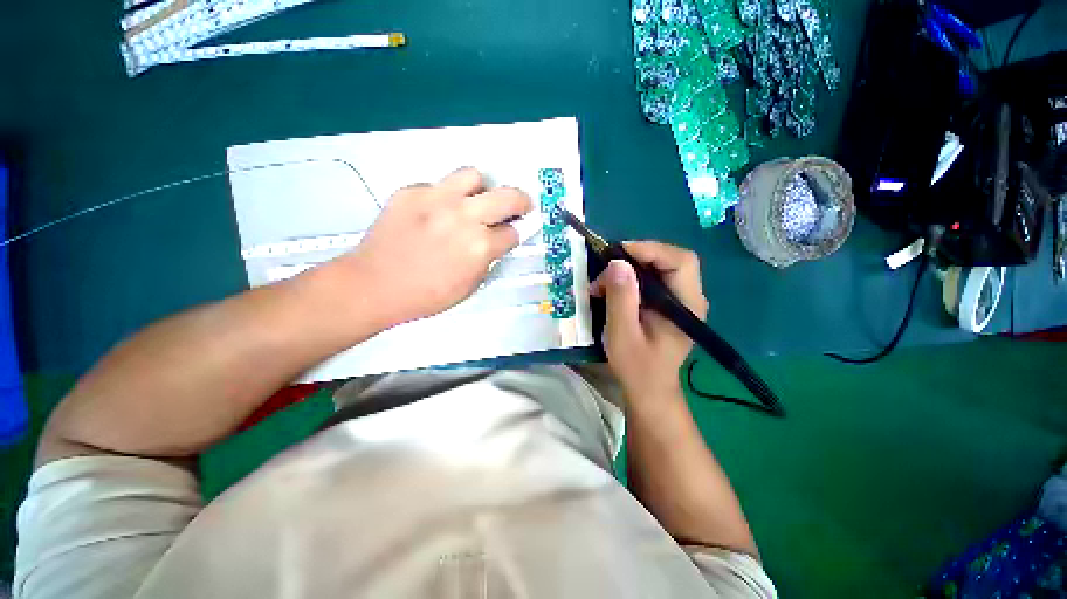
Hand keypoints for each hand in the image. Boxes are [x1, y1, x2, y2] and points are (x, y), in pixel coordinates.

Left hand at [328, 168, 531, 327]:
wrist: (375, 285)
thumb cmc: (427, 295)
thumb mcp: (470, 285)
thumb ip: (489, 259)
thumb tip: (498, 241)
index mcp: (480, 246)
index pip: (512, 232)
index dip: (515, 234)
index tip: (512, 234)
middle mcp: (463, 216)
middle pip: (508, 196)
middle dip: (520, 201)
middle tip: (518, 206)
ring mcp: (436, 199)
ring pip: (473, 176)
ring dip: (481, 189)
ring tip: (474, 202)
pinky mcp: (411, 191)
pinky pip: (438, 185)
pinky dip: (445, 197)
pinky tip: (436, 212)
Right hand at [590, 241, 707, 401]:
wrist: (649, 389)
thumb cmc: (637, 367)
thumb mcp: (623, 334)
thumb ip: (621, 299)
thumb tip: (617, 263)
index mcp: (686, 305)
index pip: (680, 261)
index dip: (650, 250)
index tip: (617, 254)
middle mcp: (690, 297)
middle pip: (671, 259)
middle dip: (637, 256)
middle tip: (607, 267)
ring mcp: (681, 300)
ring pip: (660, 266)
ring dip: (631, 266)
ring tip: (605, 280)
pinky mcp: (670, 303)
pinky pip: (653, 278)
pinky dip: (632, 277)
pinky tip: (614, 287)